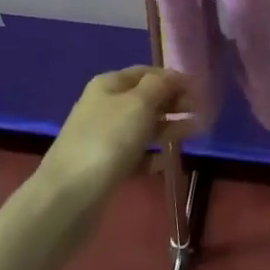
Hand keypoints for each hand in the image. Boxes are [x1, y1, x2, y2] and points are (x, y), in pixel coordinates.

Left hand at [37, 66, 186, 220]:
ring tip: (193, 134)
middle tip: (200, 113)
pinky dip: (152, 155)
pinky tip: (164, 162)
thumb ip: (160, 86)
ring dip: (168, 128)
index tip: (198, 90)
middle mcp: (104, 106)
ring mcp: (103, 137)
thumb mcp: (139, 104)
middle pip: (145, 99)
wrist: (69, 197)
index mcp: (109, 84)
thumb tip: (173, 77)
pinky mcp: (105, 166)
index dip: (172, 78)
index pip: (146, 72)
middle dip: (173, 103)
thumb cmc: (108, 140)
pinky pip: (135, 154)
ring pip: (142, 127)